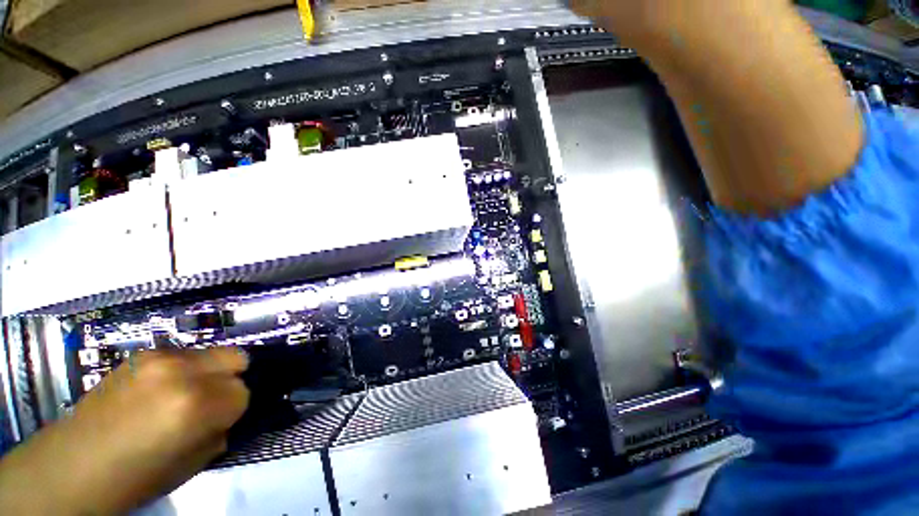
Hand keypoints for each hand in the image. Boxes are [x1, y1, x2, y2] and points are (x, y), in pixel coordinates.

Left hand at [0, 348, 249, 514]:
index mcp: (195, 405)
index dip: (234, 410)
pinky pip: (185, 355)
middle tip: (210, 401)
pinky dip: (185, 369)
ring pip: (214, 352)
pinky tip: (163, 389)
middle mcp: (182, 373)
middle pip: (237, 358)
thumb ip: (219, 432)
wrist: (75, 464)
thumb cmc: (135, 476)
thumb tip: (227, 415)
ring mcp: (160, 358)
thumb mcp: (190, 465)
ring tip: (184, 395)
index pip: (244, 392)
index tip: (219, 421)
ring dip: (208, 373)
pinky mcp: (143, 353)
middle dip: (230, 380)